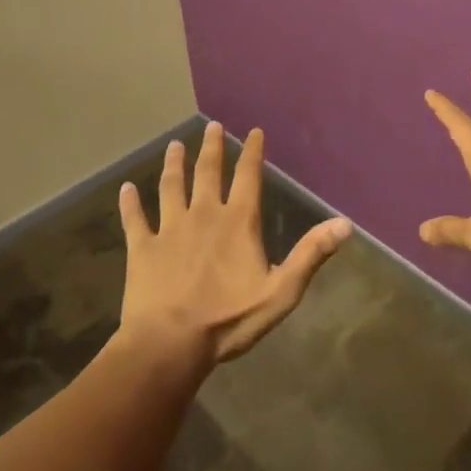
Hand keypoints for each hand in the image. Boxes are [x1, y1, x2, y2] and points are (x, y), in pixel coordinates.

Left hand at [118, 121, 350, 365]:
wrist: (170, 344)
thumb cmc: (229, 319)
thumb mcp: (281, 291)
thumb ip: (311, 254)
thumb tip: (345, 224)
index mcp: (238, 222)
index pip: (248, 176)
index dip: (252, 152)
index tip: (254, 132)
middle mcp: (204, 214)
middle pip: (207, 173)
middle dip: (211, 148)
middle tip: (211, 127)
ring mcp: (170, 229)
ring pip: (171, 187)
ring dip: (173, 165)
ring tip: (174, 146)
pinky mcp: (142, 248)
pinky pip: (134, 219)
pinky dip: (130, 203)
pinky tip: (125, 189)